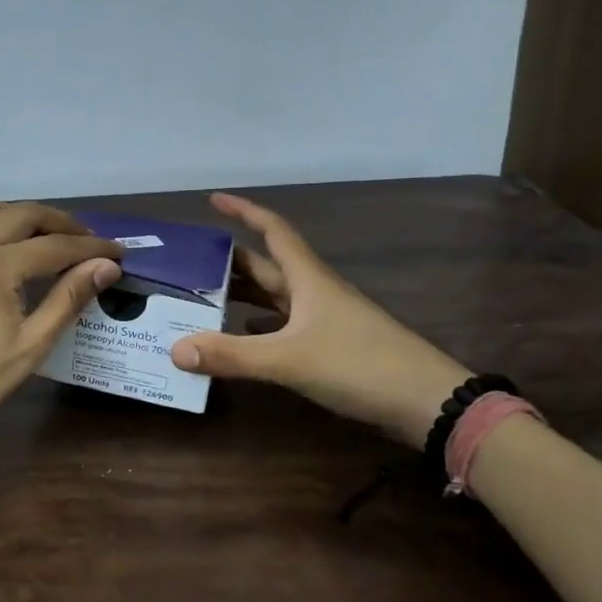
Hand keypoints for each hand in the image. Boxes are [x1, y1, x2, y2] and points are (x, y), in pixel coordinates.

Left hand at [0, 200, 123, 451]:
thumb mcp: (32, 343)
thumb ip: (70, 297)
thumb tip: (106, 266)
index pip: (54, 246)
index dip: (89, 246)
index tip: (115, 251)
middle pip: (20, 214)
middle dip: (57, 222)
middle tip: (82, 237)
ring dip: (15, 213)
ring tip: (37, 232)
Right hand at [168, 192, 471, 446]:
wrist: (427, 403)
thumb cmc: (359, 365)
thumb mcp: (289, 359)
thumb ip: (231, 355)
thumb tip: (174, 350)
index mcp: (307, 279)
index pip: (272, 230)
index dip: (244, 211)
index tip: (213, 199)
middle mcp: (314, 292)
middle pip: (267, 264)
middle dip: (230, 259)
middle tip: (191, 260)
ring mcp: (324, 319)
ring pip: (274, 295)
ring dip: (242, 292)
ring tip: (204, 295)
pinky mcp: (330, 346)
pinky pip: (283, 325)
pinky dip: (257, 325)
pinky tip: (239, 336)